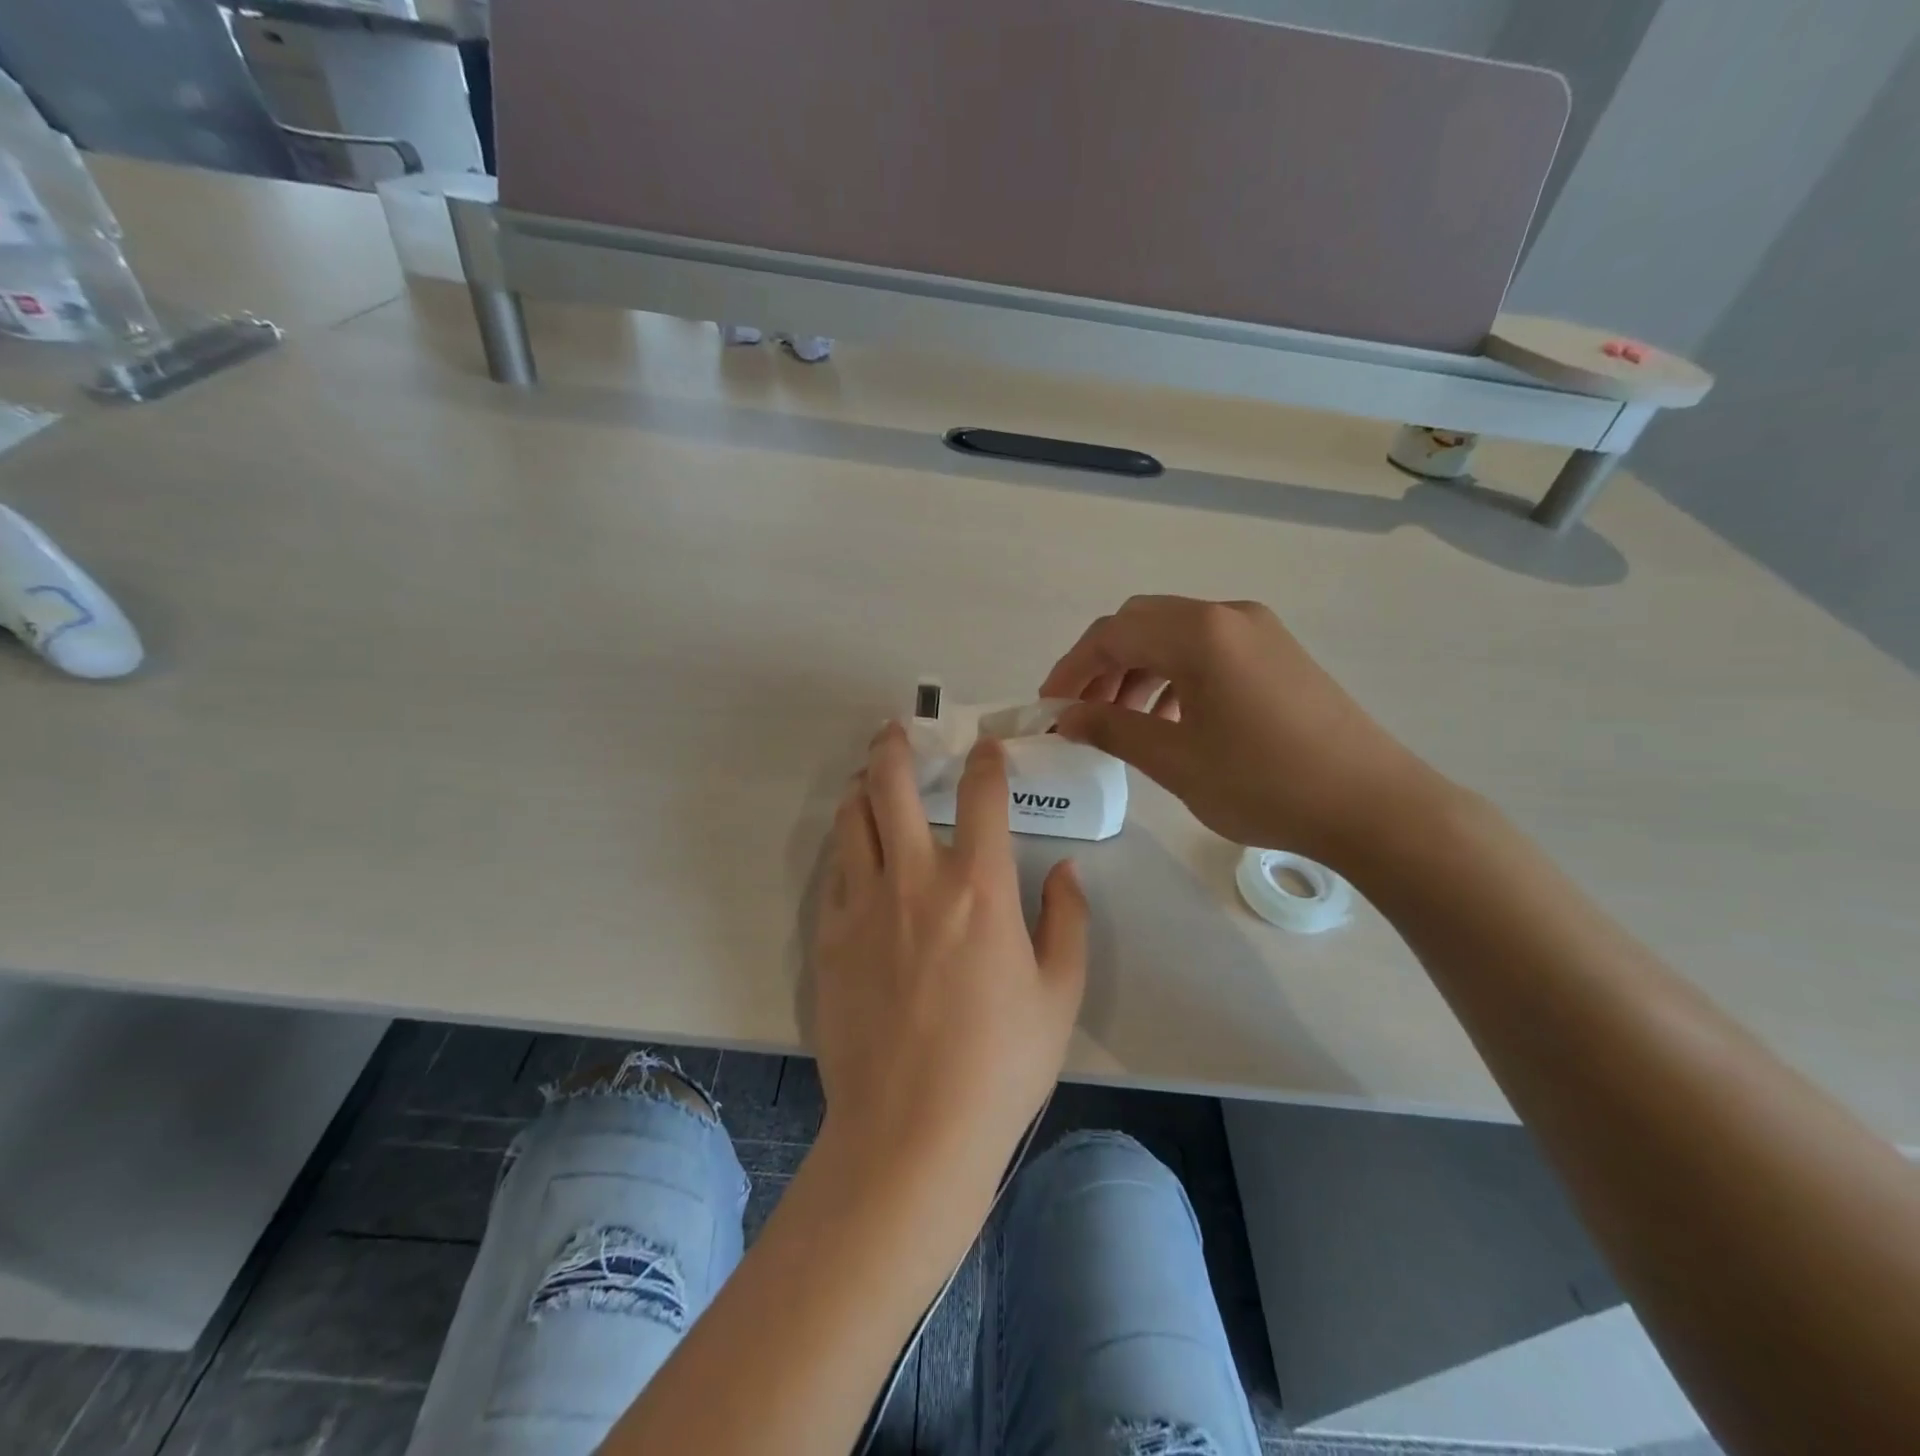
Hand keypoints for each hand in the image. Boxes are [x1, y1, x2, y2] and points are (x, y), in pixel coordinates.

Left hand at [811, 722, 1087, 1202]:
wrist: (912, 1131)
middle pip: (892, 786)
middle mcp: (915, 879)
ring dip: (862, 789)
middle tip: (896, 731)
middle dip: (895, 747)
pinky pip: (834, 873)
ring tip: (870, 780)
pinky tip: (856, 855)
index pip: (980, 796)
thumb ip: (1068, 921)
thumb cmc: (1000, 1064)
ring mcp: (863, 906)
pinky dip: (847, 849)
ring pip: (851, 821)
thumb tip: (1065, 872)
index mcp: (979, 887)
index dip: (985, 761)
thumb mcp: (1060, 994)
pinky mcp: (828, 938)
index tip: (986, 747)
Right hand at [1040, 596, 1441, 865]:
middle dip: (1102, 666)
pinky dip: (1175, 676)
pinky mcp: (1279, 654)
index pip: (1112, 635)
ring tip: (1122, 722)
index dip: (1070, 669)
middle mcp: (1227, 616)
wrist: (1374, 805)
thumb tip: (1066, 716)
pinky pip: (1209, 651)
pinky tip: (1172, 720)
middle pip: (1141, 625)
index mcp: (1199, 633)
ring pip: (1175, 637)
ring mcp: (1259, 631)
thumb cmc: (1264, 782)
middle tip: (1082, 713)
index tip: (1047, 707)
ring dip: (1138, 671)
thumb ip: (1111, 729)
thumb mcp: (1175, 760)